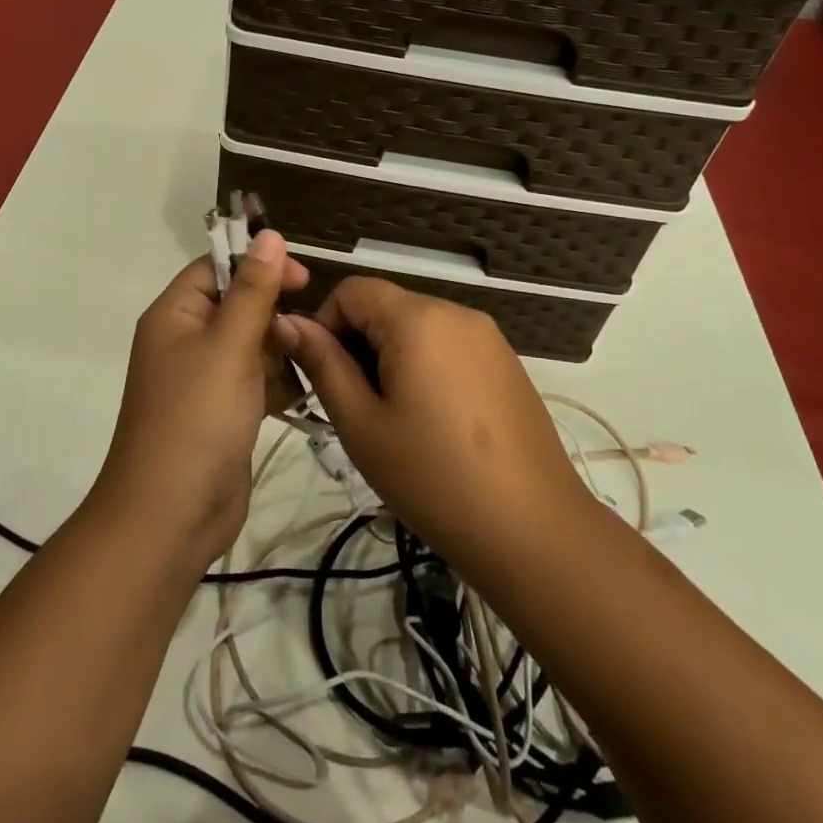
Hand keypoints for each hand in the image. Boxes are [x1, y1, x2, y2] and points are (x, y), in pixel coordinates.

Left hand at [93, 231, 307, 570]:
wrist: (170, 516)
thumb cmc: (196, 419)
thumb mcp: (228, 346)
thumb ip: (253, 289)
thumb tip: (268, 234)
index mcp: (175, 315)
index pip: (217, 267)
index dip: (258, 266)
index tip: (303, 280)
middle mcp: (185, 340)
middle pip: (238, 304)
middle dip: (274, 314)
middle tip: (306, 332)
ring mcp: (203, 379)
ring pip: (252, 343)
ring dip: (279, 350)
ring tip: (302, 367)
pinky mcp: (222, 411)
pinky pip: (255, 379)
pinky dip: (276, 382)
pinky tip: (296, 395)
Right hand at [274, 278, 597, 580]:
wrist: (534, 532)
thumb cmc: (434, 478)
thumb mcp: (361, 424)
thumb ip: (323, 364)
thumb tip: (287, 322)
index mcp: (417, 319)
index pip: (352, 290)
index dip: (325, 323)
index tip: (323, 375)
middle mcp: (456, 312)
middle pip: (386, 306)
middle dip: (359, 344)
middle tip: (356, 406)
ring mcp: (488, 337)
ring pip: (417, 327)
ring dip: (391, 357)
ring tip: (394, 419)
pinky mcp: (507, 363)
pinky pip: (449, 345)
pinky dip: (426, 367)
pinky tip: (433, 422)